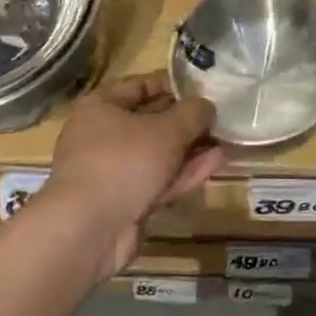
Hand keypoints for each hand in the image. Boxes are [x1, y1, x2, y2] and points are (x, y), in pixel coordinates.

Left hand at [43, 72, 224, 274]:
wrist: (89, 230)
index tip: (204, 87)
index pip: (140, 85)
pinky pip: (159, 179)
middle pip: (151, 121)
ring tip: (226, 139)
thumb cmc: (124, 161)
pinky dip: (184, 171)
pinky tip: (215, 162)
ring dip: (191, 148)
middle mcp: (102, 136)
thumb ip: (193, 113)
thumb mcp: (167, 129)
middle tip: (220, 116)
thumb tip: (206, 106)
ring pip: (158, 154)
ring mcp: (113, 171)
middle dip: (186, 121)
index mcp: (101, 108)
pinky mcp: (125, 201)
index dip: (173, 84)